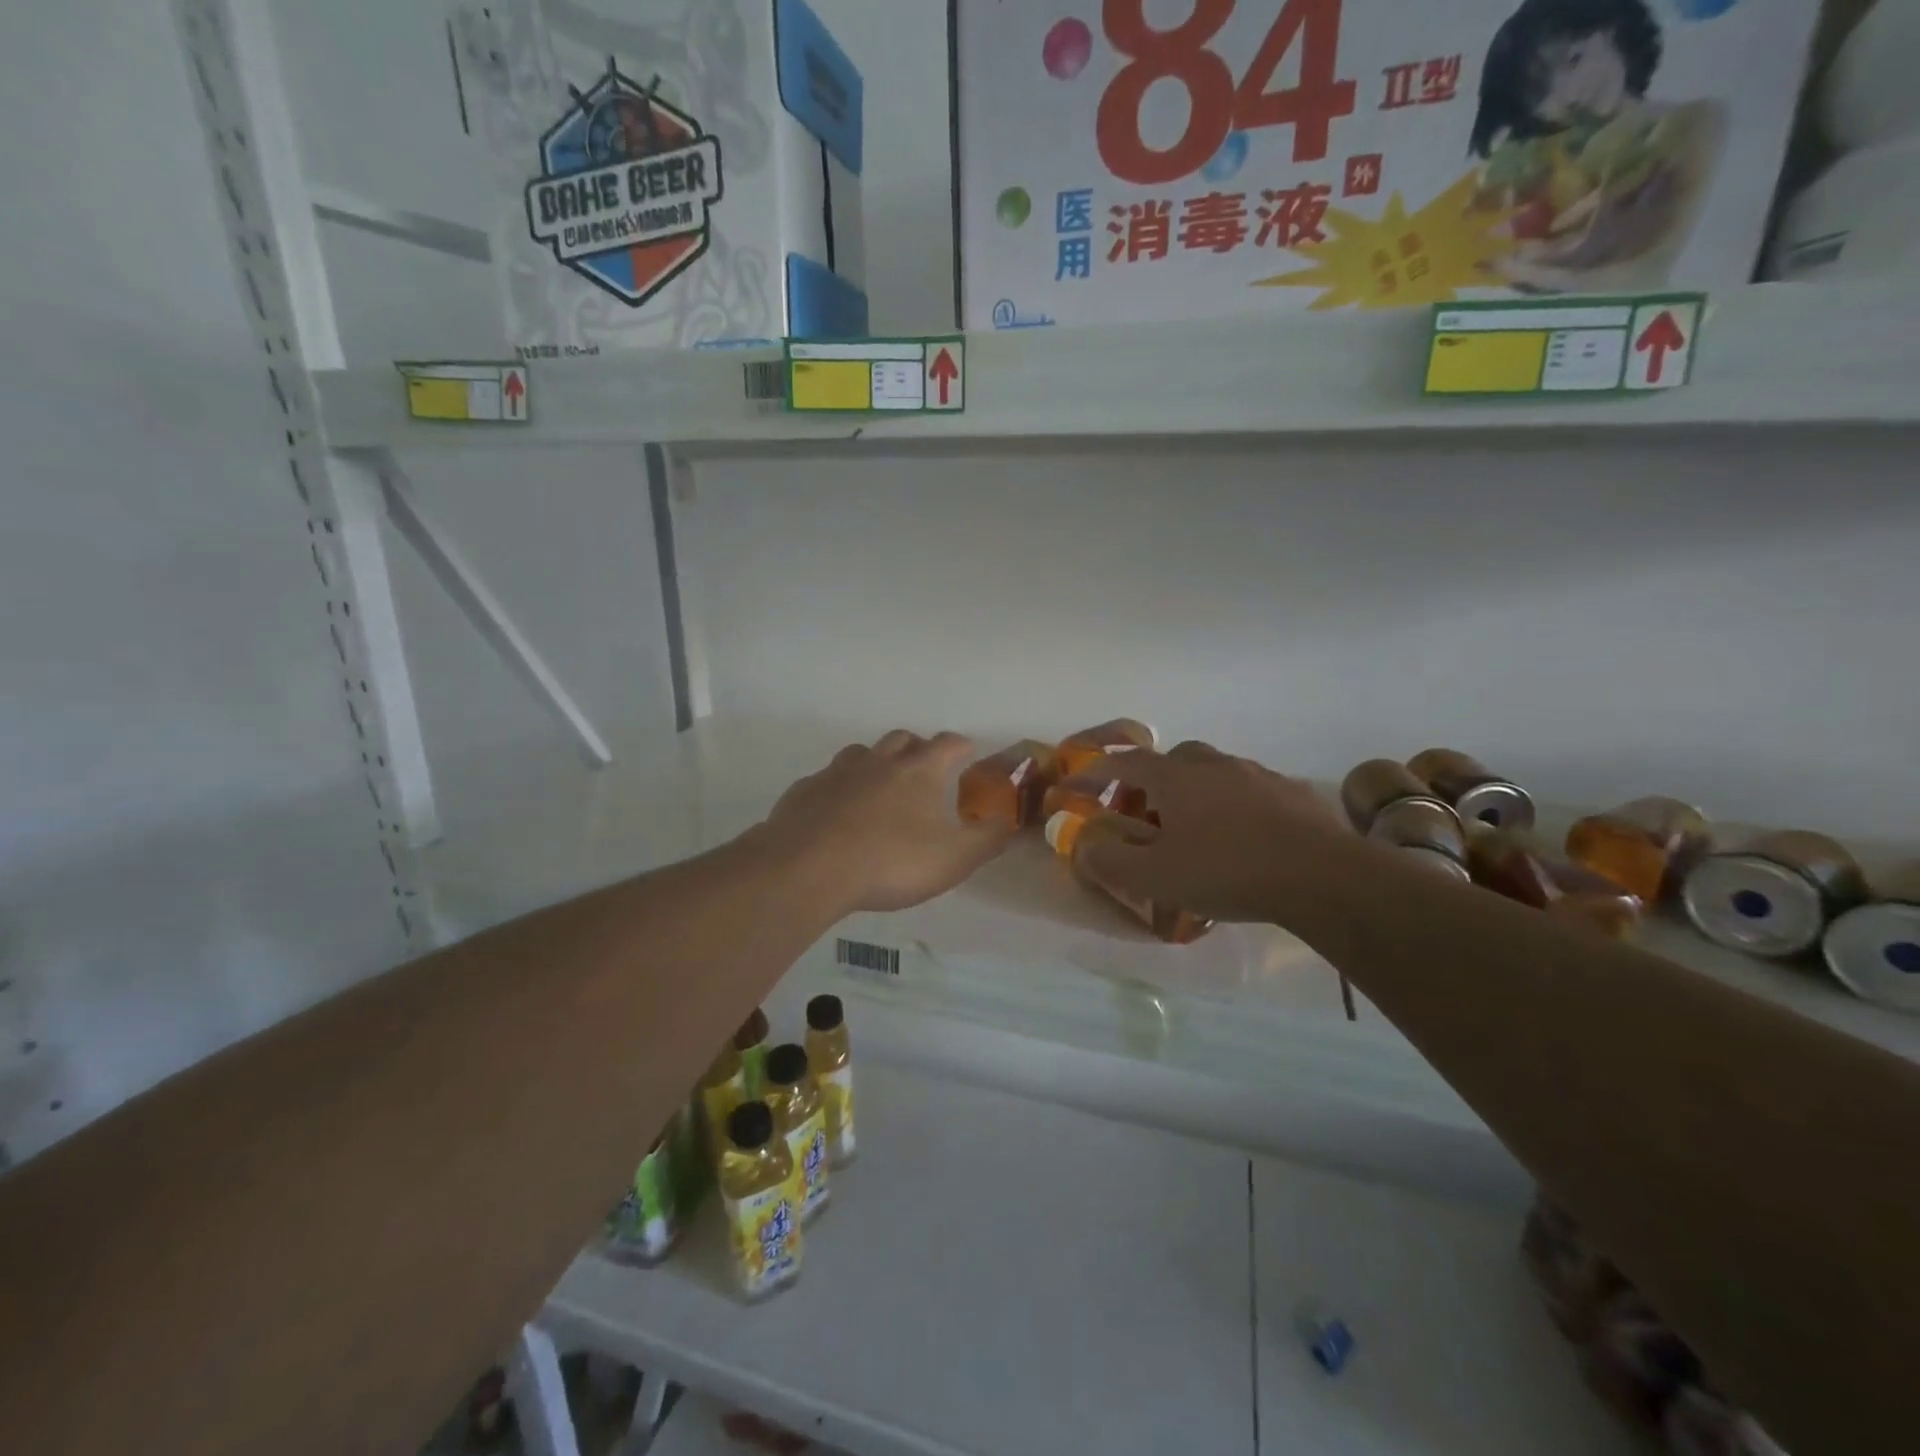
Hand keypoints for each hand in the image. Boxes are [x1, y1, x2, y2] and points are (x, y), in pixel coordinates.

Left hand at [759, 731, 1013, 914]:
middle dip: (917, 748)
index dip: (962, 746)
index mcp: (919, 770)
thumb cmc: (891, 861)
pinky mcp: (804, 791)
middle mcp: (878, 761)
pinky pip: (827, 780)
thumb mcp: (955, 859)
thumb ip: (988, 840)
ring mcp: (837, 772)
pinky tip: (838, 813)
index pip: (948, 743)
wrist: (808, 868)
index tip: (968, 754)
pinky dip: (839, 788)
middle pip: (902, 739)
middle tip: (924, 770)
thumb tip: (1009, 822)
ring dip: (875, 763)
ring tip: (880, 788)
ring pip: (861, 753)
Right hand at [1077, 741, 1353, 922]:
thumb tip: (1082, 847)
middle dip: (1151, 781)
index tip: (1079, 786)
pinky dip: (1233, 803)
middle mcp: (1214, 765)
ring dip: (1194, 790)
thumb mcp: (1155, 878)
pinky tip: (1242, 835)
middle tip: (1146, 815)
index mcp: (1175, 778)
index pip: (1125, 763)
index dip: (1098, 773)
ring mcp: (1257, 774)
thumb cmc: (1227, 871)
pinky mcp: (1292, 792)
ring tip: (1195, 828)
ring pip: (1214, 770)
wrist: (1321, 876)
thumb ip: (1111, 862)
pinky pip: (1250, 788)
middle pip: (1172, 759)